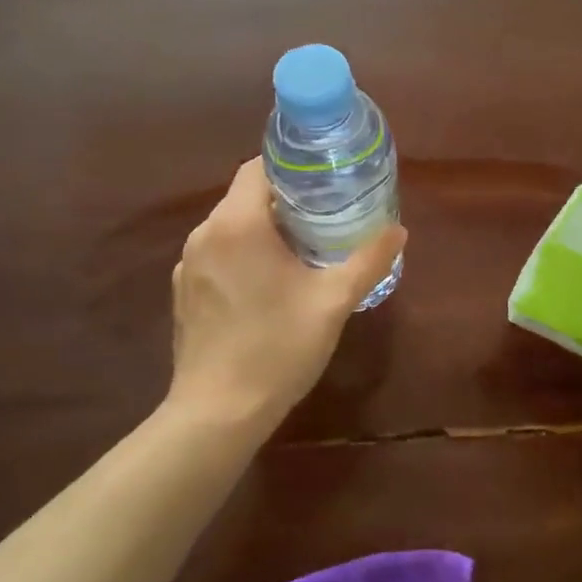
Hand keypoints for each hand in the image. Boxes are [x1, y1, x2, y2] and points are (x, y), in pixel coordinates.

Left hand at [167, 159, 405, 431]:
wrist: (217, 413)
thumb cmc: (277, 348)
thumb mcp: (333, 301)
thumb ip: (368, 260)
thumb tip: (398, 230)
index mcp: (237, 224)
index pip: (258, 167)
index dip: (292, 167)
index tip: (325, 180)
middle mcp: (204, 234)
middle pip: (246, 197)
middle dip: (285, 201)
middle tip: (327, 215)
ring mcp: (187, 264)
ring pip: (231, 227)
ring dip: (264, 230)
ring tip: (303, 249)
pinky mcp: (183, 292)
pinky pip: (218, 255)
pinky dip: (243, 255)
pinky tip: (268, 284)